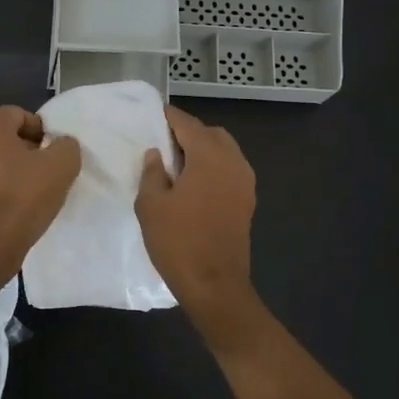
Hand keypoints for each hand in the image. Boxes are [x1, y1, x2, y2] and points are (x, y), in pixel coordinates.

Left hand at [0, 105, 81, 270]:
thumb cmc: (23, 197)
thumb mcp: (62, 165)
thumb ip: (66, 145)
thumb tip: (60, 145)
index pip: (19, 115)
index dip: (41, 131)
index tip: (54, 153)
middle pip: (3, 137)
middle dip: (26, 150)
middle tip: (46, 171)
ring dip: (11, 170)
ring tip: (32, 192)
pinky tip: (15, 208)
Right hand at [136, 106, 256, 311]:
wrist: (215, 285)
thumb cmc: (178, 242)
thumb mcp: (151, 205)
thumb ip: (152, 173)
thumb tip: (157, 154)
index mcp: (210, 157)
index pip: (188, 124)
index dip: (170, 117)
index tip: (154, 114)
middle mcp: (233, 162)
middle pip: (211, 134)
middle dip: (189, 132)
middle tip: (164, 141)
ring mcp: (245, 182)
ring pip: (224, 151)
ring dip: (203, 150)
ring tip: (176, 163)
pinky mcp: (247, 201)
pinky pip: (230, 170)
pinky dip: (213, 167)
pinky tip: (193, 183)